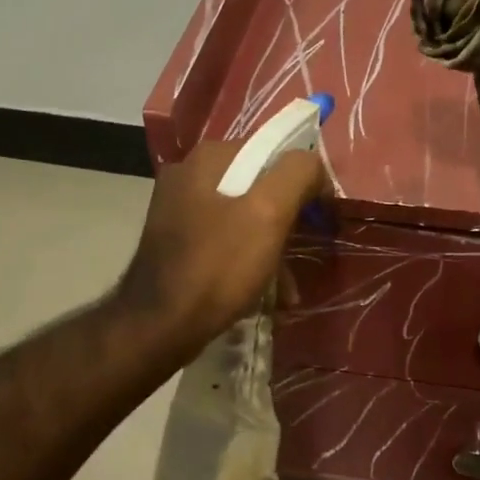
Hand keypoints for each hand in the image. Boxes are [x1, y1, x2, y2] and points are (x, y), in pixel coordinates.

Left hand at [115, 140, 327, 356]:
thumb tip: (314, 166)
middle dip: (287, 222)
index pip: (273, 153)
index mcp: (208, 159)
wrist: (160, 326)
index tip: (319, 217)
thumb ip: (297, 175)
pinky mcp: (176, 243)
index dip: (303, 182)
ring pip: (244, 218)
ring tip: (289, 287)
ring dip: (272, 248)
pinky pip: (226, 242)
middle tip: (305, 250)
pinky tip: (267, 293)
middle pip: (258, 187)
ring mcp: (178, 210)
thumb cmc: (218, 266)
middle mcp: (188, 176)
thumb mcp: (268, 214)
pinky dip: (249, 262)